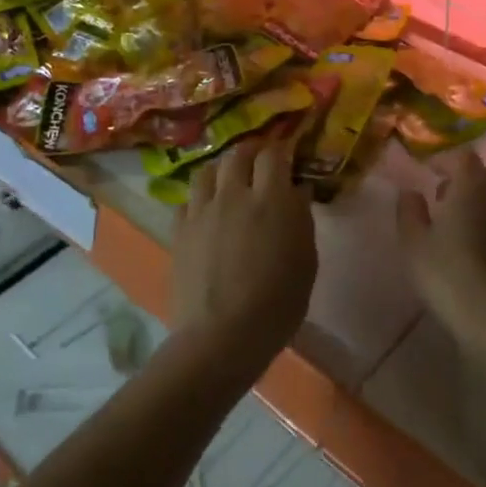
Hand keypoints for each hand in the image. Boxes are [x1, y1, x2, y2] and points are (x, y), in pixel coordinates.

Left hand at [171, 137, 317, 375]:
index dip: (280, 151)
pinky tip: (206, 213)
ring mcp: (202, 211)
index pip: (273, 155)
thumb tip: (297, 192)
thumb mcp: (306, 261)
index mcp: (271, 199)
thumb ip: (301, 219)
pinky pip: (187, 201)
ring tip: (229, 181)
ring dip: (221, 170)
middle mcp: (234, 195)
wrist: (222, 336)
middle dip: (251, 151)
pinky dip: (199, 199)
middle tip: (259, 161)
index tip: (287, 157)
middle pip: (238, 154)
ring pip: (207, 171)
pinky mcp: (179, 231)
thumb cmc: (277, 303)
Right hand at [396, 150, 485, 351]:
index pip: (462, 157)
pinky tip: (481, 246)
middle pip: (485, 175)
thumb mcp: (414, 243)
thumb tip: (410, 191)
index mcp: (472, 186)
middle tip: (443, 197)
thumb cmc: (448, 275)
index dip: (445, 161)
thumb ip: (409, 211)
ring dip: (482, 201)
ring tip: (461, 223)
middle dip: (464, 180)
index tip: (428, 172)